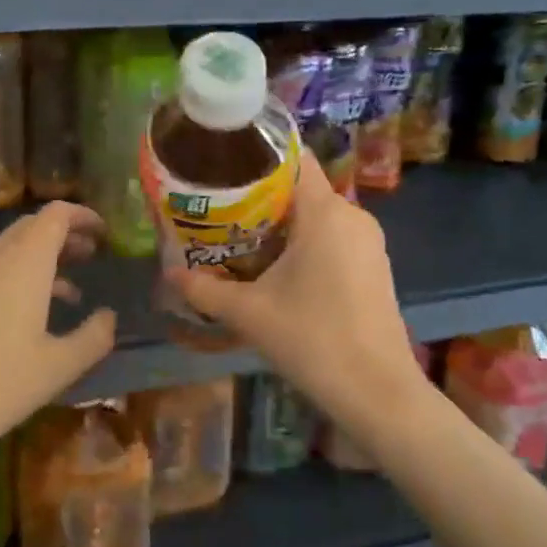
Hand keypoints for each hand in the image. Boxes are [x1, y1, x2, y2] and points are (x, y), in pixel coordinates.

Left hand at [0, 201, 116, 450]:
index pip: (55, 215)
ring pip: (8, 251)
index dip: (82, 215)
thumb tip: (108, 316)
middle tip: (92, 255)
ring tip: (69, 291)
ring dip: (41, 259)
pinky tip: (25, 317)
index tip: (105, 232)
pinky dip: (17, 277)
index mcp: (23, 264)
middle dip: (64, 235)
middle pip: (30, 227)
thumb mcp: (59, 368)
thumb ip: (93, 337)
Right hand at [166, 160, 416, 423]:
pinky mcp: (375, 266)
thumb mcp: (249, 314)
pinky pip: (334, 237)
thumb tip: (168, 275)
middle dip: (261, 196)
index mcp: (324, 212)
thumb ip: (205, 290)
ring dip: (282, 223)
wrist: (377, 391)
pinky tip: (277, 269)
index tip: (225, 165)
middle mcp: (352, 215)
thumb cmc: (312, 339)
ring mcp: (368, 242)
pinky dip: (305, 242)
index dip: (259, 155)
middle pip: (301, 188)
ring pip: (318, 216)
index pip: (294, 158)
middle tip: (219, 209)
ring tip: (240, 237)